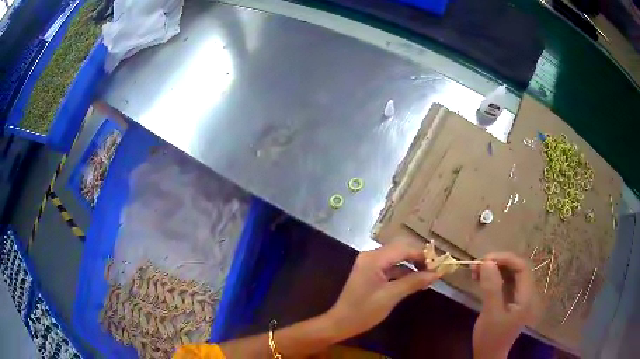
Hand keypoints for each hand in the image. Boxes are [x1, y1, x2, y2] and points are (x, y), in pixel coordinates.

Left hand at [326, 241, 440, 340]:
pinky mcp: (370, 273)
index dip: (422, 255)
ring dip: (412, 265)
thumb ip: (414, 282)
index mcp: (374, 258)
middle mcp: (371, 256)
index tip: (439, 263)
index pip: (404, 248)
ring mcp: (370, 264)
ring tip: (428, 275)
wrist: (341, 323)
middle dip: (418, 258)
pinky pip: (390, 267)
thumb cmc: (364, 310)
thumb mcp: (391, 296)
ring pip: (396, 258)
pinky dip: (403, 272)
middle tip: (434, 268)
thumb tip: (437, 273)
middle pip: (400, 250)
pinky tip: (415, 280)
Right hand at [472, 253, 535, 358]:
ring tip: (475, 270)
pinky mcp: (507, 301)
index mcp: (525, 296)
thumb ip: (491, 288)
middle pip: (515, 269)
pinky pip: (502, 283)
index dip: (505, 259)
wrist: (488, 356)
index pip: (521, 267)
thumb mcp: (490, 314)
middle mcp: (524, 293)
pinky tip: (479, 279)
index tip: (485, 259)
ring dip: (493, 269)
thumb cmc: (491, 338)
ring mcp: (516, 297)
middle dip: (497, 263)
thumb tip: (487, 262)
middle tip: (477, 265)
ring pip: (508, 275)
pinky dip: (491, 278)